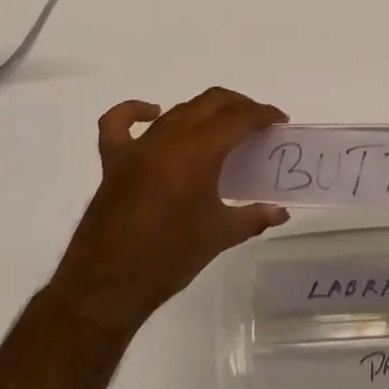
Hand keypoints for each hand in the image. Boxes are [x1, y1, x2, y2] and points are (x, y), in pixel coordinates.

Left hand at [47, 87, 288, 337]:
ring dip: (203, 113)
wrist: (109, 285)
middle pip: (210, 103)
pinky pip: (119, 123)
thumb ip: (253, 217)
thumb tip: (280, 212)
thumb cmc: (170, 257)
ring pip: (177, 111)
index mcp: (198, 153)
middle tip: (256, 123)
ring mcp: (138, 147)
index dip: (262, 114)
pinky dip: (136, 112)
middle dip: (238, 106)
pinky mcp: (114, 160)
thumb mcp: (219, 236)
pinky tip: (152, 115)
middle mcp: (168, 139)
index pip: (238, 118)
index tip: (278, 121)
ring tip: (221, 130)